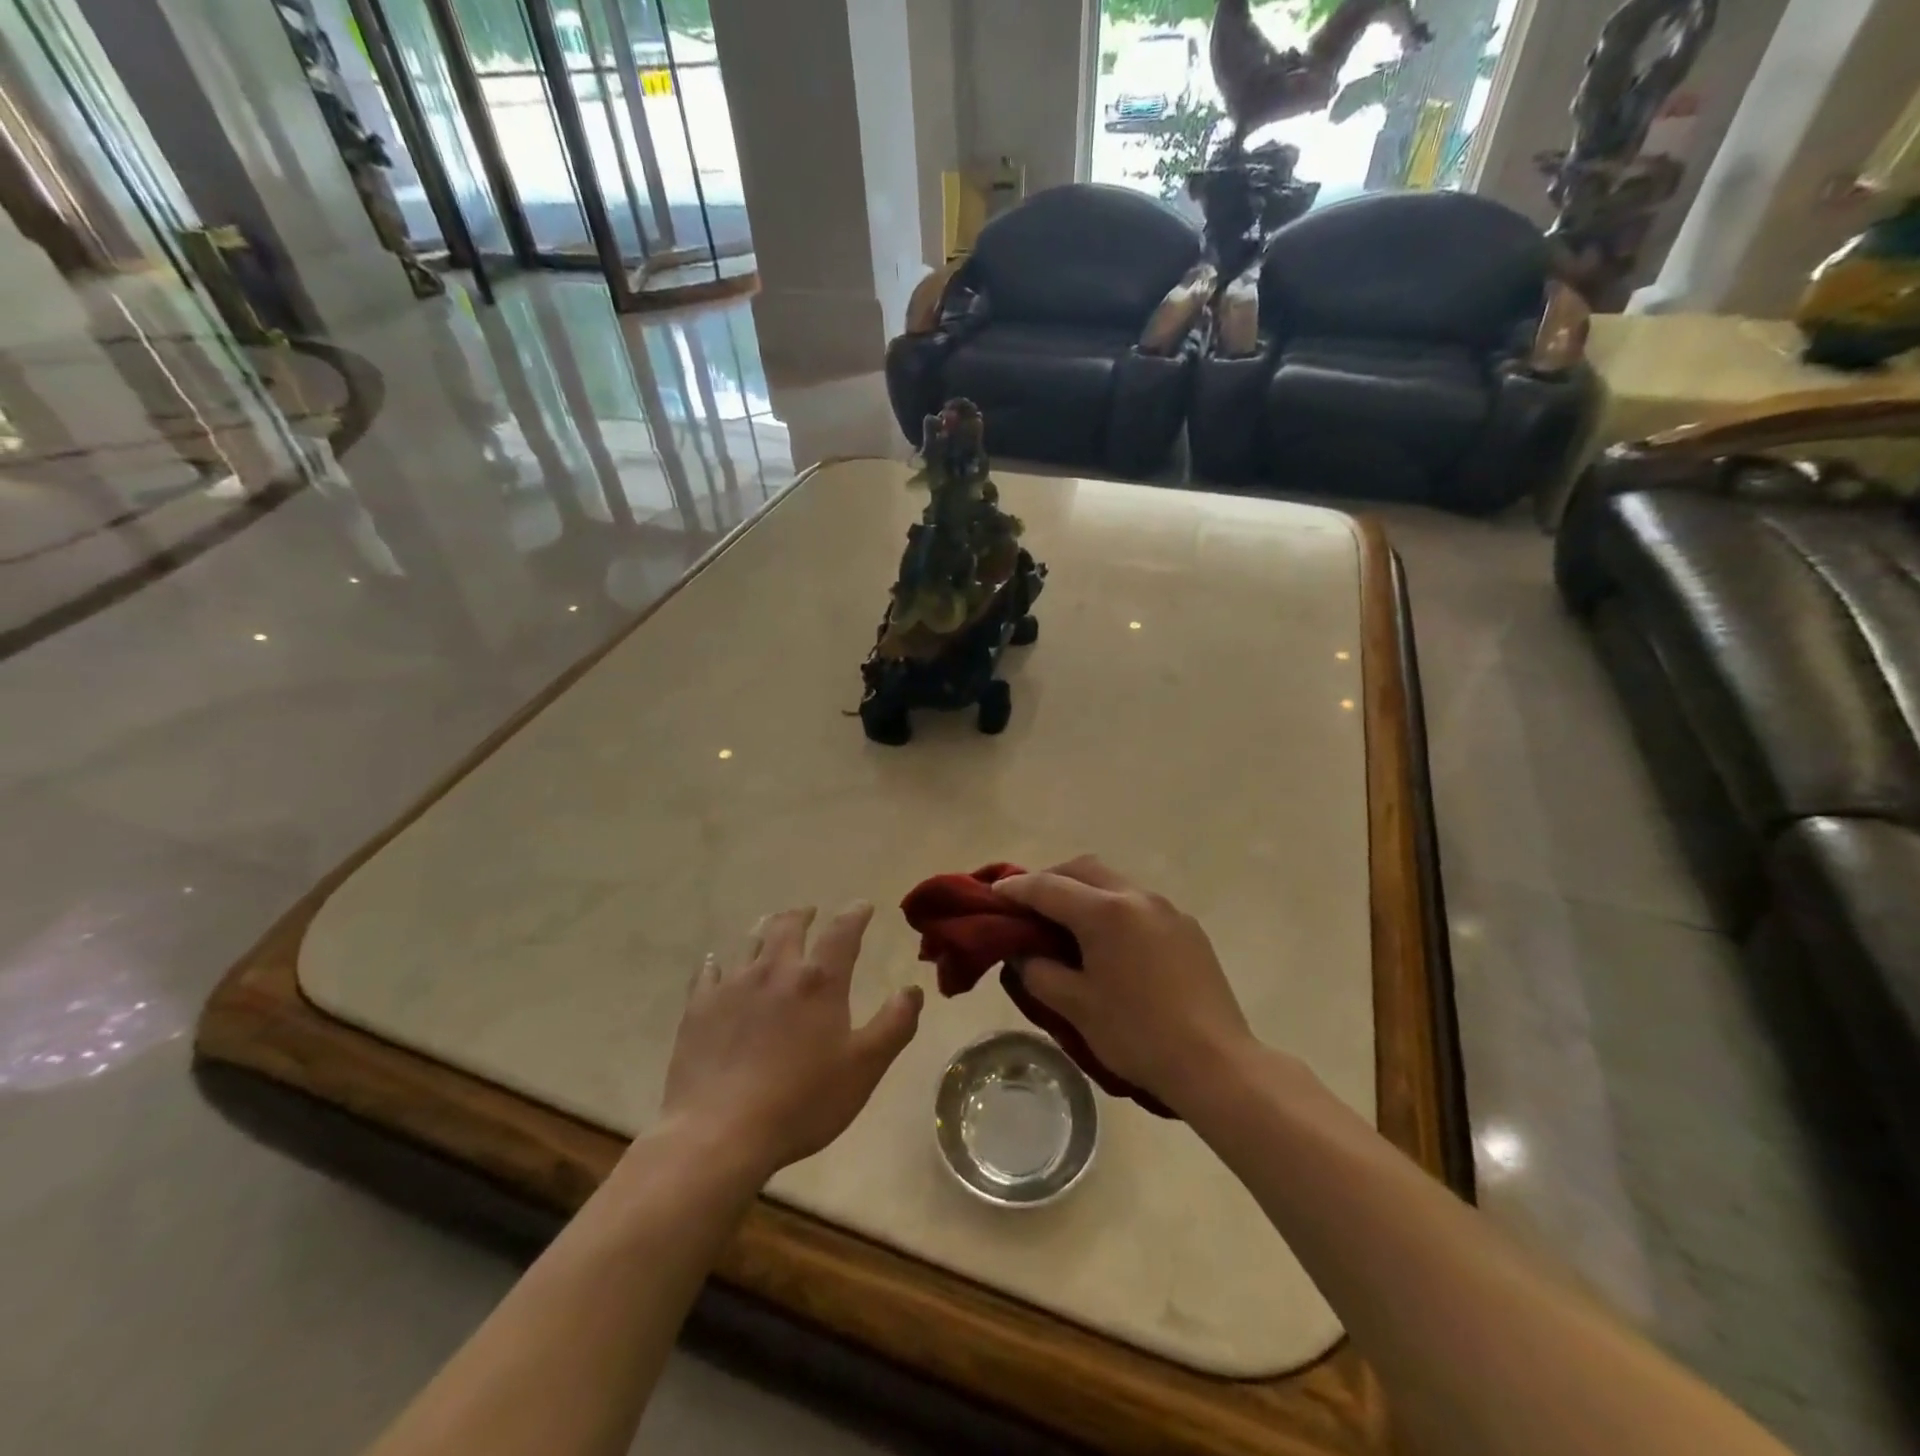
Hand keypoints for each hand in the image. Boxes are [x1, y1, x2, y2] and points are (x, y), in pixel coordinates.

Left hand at [662, 904, 922, 1177]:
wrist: (719, 1133)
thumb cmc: (801, 1102)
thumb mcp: (865, 1068)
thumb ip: (894, 1024)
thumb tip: (912, 989)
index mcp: (819, 981)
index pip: (842, 933)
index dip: (855, 915)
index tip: (862, 906)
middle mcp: (775, 971)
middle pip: (789, 926)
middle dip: (804, 915)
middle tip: (811, 912)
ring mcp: (732, 986)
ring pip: (750, 942)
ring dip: (765, 929)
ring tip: (771, 926)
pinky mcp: (698, 1009)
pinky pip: (706, 974)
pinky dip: (715, 963)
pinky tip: (715, 964)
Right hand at [995, 857, 1253, 1112]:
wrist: (1216, 1064)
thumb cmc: (1137, 1035)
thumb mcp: (1076, 1006)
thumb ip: (1039, 972)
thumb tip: (1022, 953)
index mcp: (1105, 911)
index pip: (1047, 887)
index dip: (1016, 888)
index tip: (994, 893)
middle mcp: (1137, 896)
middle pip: (1083, 868)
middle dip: (1051, 879)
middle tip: (1029, 904)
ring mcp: (1167, 909)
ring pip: (1114, 881)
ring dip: (1084, 891)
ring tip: (1067, 922)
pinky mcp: (1187, 928)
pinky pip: (1139, 903)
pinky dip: (1113, 908)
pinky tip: (1110, 942)